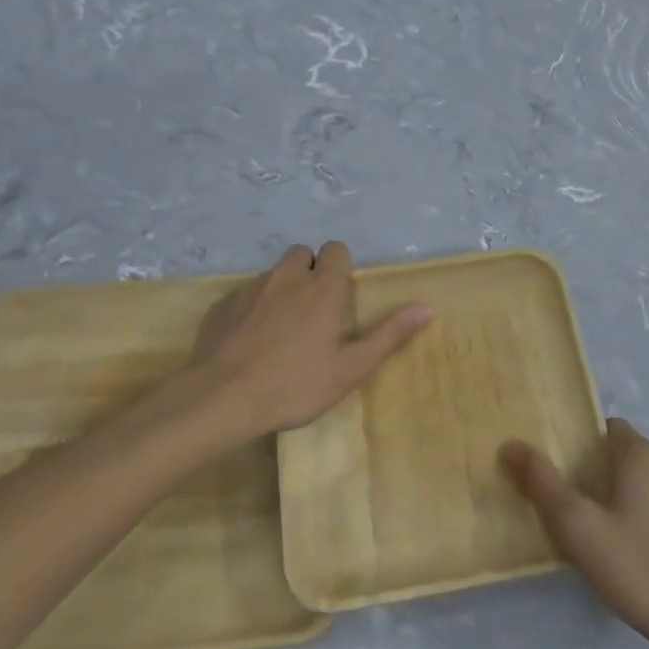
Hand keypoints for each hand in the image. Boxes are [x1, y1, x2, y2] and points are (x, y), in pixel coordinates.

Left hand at [186, 241, 431, 441]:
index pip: (336, 249)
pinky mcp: (223, 304)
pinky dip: (251, 308)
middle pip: (302, 254)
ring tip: (280, 328)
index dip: (339, 267)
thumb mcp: (350, 368)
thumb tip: (427, 307)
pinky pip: (244, 294)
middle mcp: (288, 277)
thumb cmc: (296, 384)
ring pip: (272, 274)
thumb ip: (389, 334)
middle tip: (312, 311)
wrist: (222, 398)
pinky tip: (248, 341)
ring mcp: (251, 288)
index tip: (339, 297)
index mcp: (323, 288)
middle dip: (309, 272)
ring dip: (281, 289)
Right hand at [501, 419, 648, 648]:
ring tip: (607, 540)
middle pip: (627, 456)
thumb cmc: (642, 571)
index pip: (607, 429)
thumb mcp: (580, 529)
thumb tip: (511, 445)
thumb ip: (543, 484)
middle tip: (579, 515)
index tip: (565, 478)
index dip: (582, 446)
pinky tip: (642, 559)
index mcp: (643, 455)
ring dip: (628, 500)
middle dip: (601, 476)